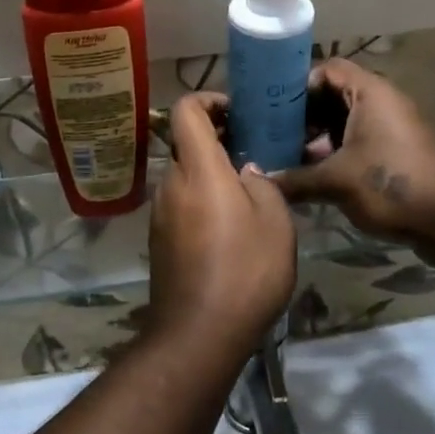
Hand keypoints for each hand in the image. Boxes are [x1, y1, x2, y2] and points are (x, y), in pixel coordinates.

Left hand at [148, 93, 296, 357]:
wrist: (199, 333)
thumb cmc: (245, 270)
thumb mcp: (275, 221)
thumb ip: (263, 183)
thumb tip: (245, 172)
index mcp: (198, 169)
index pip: (186, 110)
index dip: (209, 100)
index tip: (237, 113)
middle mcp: (171, 184)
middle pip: (186, 144)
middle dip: (218, 141)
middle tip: (254, 154)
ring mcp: (160, 214)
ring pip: (185, 177)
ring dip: (211, 175)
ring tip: (248, 194)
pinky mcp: (159, 240)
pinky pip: (181, 204)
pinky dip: (203, 201)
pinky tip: (231, 228)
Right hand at [275, 60, 434, 243]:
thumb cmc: (390, 183)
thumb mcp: (335, 181)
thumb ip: (294, 178)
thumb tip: (259, 180)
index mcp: (370, 92)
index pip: (328, 70)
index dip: (299, 83)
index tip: (272, 106)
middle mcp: (382, 102)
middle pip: (334, 95)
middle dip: (303, 115)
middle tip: (273, 133)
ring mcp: (391, 127)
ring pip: (345, 121)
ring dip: (318, 137)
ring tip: (288, 156)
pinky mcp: (396, 151)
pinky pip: (358, 140)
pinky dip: (336, 151)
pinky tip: (312, 173)